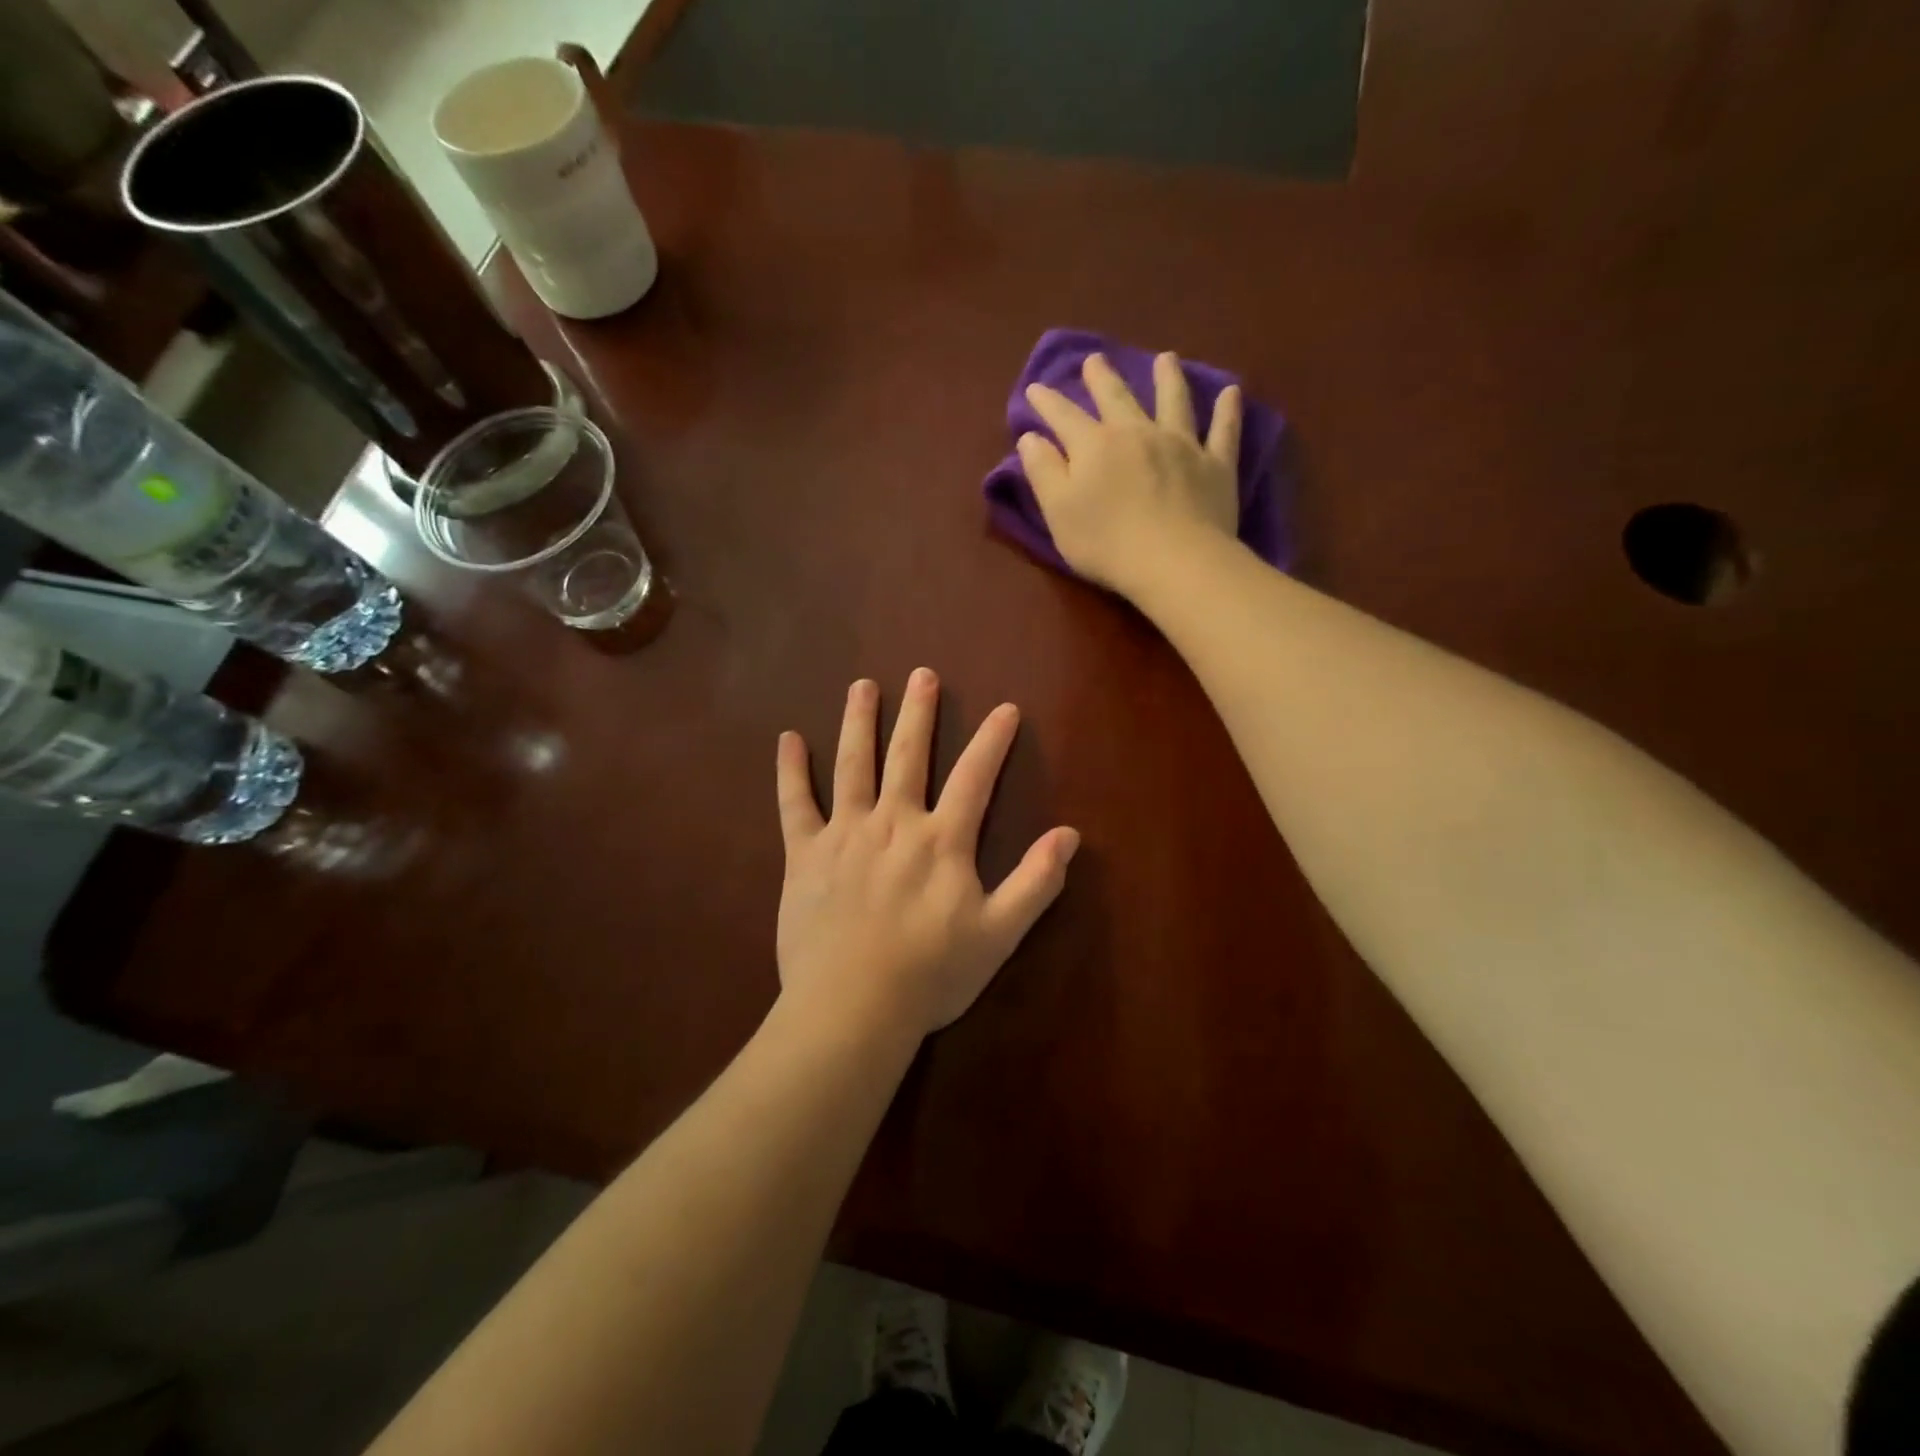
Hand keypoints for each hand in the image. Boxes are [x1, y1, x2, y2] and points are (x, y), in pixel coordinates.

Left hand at [775, 670, 1078, 1037]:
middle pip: (909, 755)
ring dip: (859, 722)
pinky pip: (795, 804)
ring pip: (853, 765)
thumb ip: (1036, 882)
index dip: (993, 740)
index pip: (975, 776)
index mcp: (942, 840)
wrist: (852, 1008)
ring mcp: (845, 834)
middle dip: (918, 713)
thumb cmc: (930, 975)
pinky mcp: (804, 855)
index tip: (1004, 709)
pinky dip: (790, 771)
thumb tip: (1069, 834)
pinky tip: (788, 739)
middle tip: (922, 674)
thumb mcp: (999, 934)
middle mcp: (894, 823)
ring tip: (862, 686)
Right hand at [1018, 352, 1241, 594]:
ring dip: (1168, 378)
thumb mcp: (1058, 512)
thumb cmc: (1106, 543)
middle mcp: (1137, 433)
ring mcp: (1180, 445)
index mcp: (1095, 446)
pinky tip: (1231, 393)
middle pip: (1117, 398)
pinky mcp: (1215, 465)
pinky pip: (1223, 431)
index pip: (1064, 416)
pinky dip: (1227, 411)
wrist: (1174, 561)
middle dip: (1102, 378)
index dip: (1047, 402)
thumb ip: (1043, 472)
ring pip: (1173, 401)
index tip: (1035, 388)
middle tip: (1094, 359)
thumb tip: (1030, 437)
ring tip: (1165, 359)